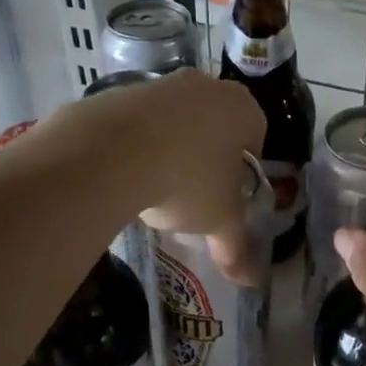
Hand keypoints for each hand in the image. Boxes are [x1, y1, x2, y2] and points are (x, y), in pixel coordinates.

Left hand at [71, 68, 266, 283]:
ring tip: (156, 187)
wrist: (110, 153)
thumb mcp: (219, 220)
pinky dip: (136, 144)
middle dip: (206, 156)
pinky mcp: (120, 91)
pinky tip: (125, 173)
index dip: (241, 171)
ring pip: (175, 121)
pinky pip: (138, 122)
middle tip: (194, 193)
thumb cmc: (187, 182)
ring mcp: (162, 84)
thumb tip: (251, 281)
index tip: (226, 195)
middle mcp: (207, 86)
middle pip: (214, 126)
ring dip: (171, 149)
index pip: (254, 139)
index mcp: (243, 109)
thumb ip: (236, 245)